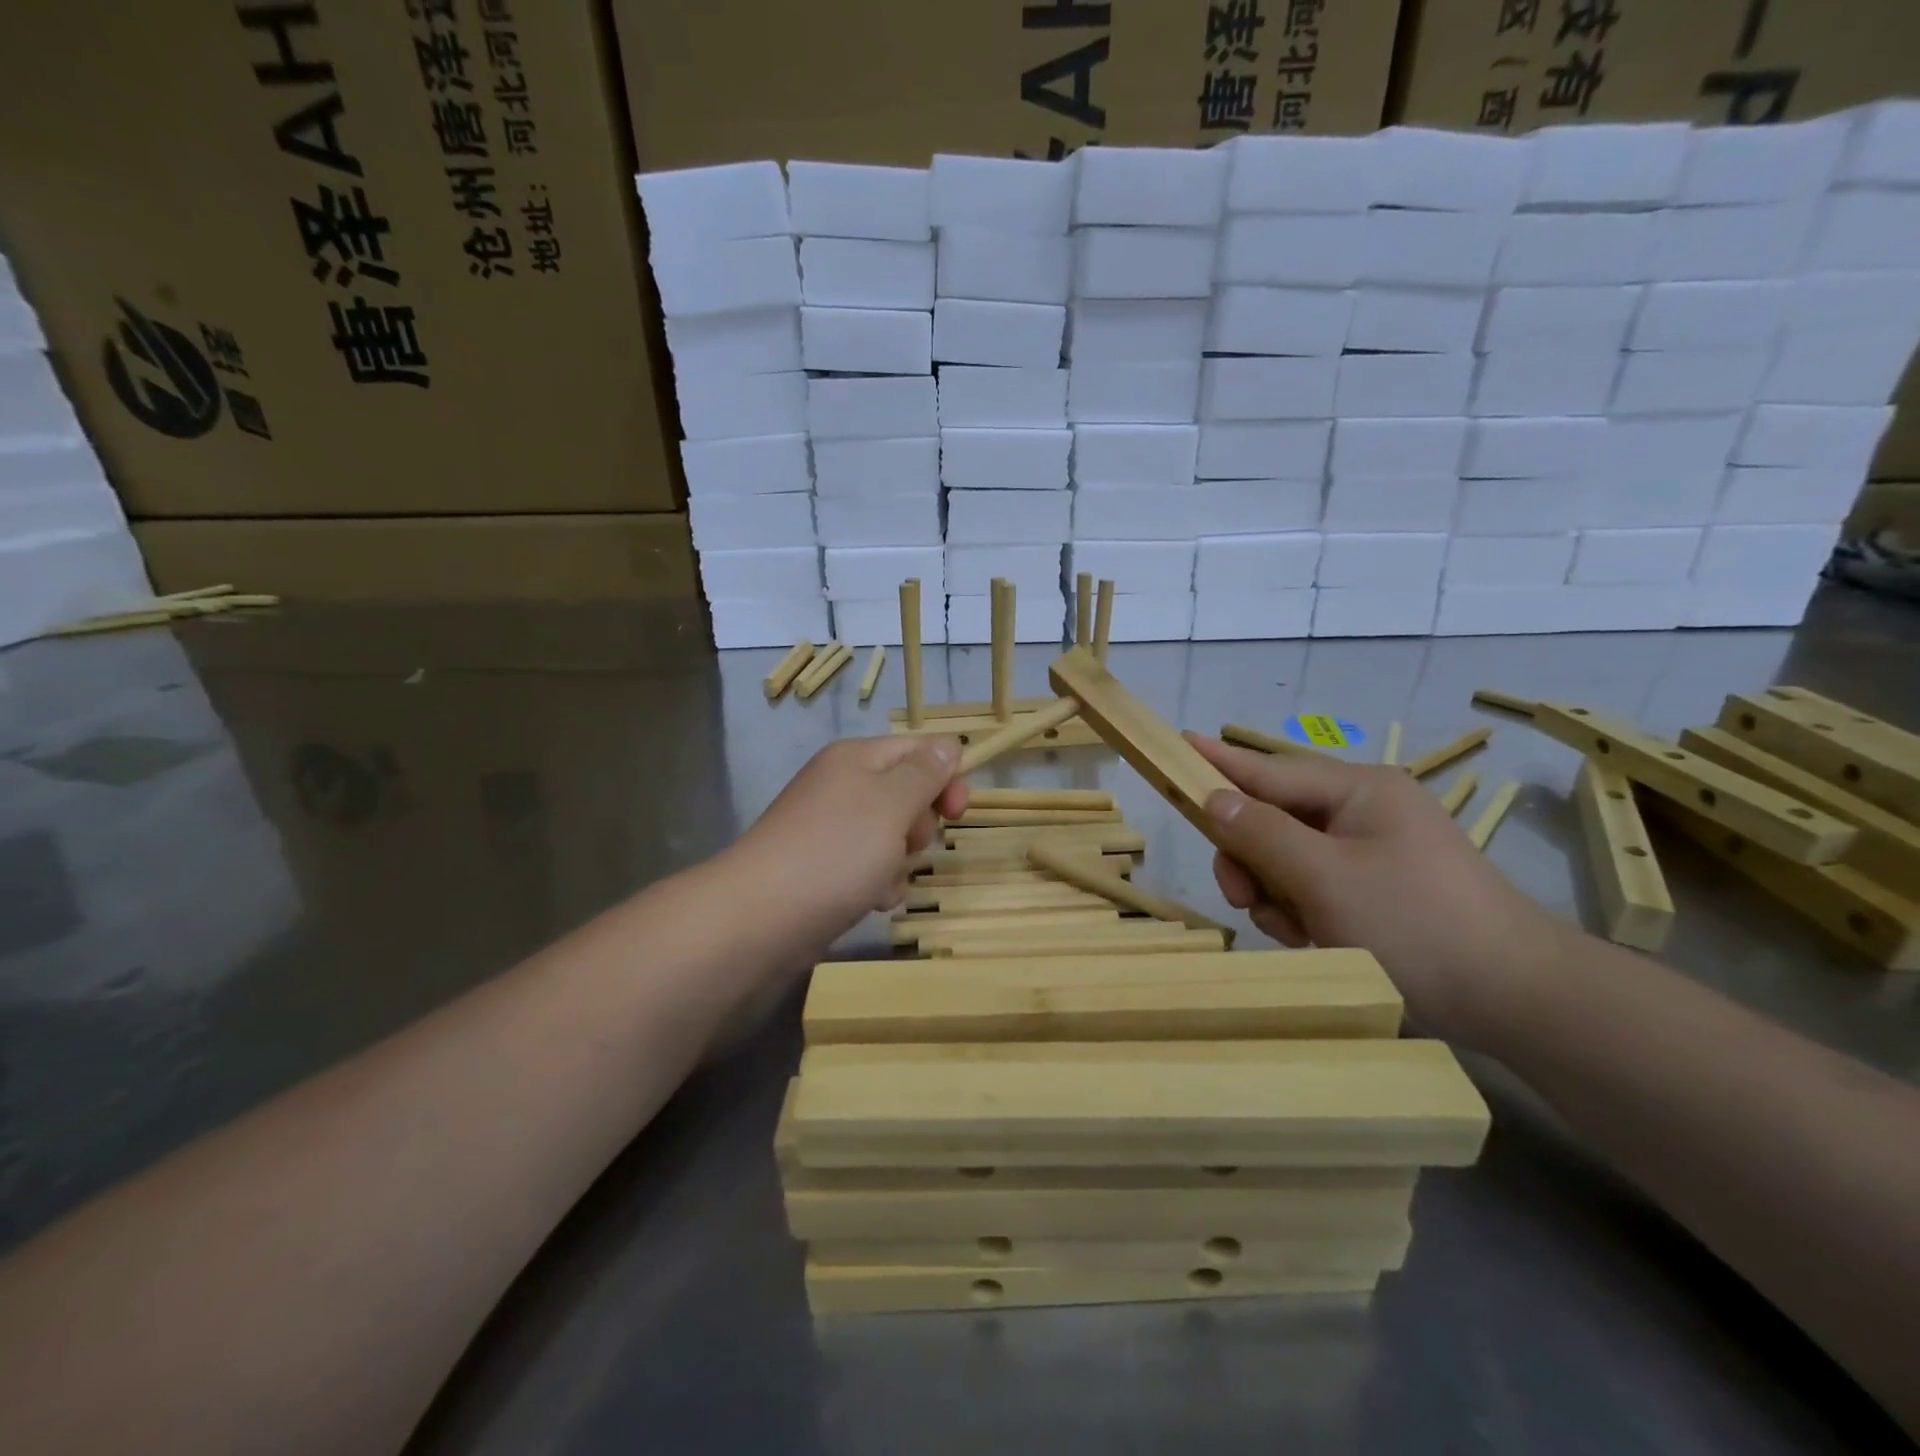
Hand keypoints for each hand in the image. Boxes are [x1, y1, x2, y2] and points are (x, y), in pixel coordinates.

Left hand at [731, 736, 967, 952]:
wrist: (761, 917)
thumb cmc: (835, 851)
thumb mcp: (891, 803)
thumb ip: (925, 773)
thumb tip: (948, 745)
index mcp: (857, 758)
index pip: (919, 750)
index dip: (945, 777)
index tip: (956, 812)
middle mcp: (843, 786)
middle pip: (908, 795)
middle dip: (919, 826)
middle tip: (906, 845)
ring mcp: (833, 829)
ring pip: (894, 837)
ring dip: (901, 862)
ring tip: (882, 880)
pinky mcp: (826, 867)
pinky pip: (872, 867)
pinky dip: (879, 884)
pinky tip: (871, 901)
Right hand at [1189, 735, 1569, 1048]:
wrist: (1519, 1000)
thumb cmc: (1415, 925)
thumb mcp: (1324, 878)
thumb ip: (1261, 833)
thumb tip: (1214, 799)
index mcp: (1358, 790)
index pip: (1268, 769)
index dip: (1217, 761)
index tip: (1176, 742)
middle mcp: (1363, 812)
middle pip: (1273, 820)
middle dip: (1251, 859)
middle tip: (1241, 896)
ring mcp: (1373, 852)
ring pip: (1287, 860)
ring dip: (1277, 894)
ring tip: (1297, 931)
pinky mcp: (1378, 891)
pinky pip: (1314, 888)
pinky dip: (1304, 913)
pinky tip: (1317, 940)